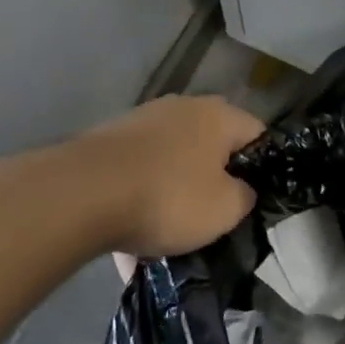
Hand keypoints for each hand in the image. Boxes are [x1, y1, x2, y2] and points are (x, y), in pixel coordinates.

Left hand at [61, 95, 262, 259]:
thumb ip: (245, 197)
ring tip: (168, 233)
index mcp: (220, 115)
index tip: (253, 201)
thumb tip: (241, 190)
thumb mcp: (225, 209)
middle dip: (214, 180)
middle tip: (214, 217)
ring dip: (175, 190)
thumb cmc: (169, 197)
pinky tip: (131, 237)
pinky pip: (138, 173)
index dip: (262, 168)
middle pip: (212, 146)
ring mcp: (143, 120)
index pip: (257, 135)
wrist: (82, 194)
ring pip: (173, 160)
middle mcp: (185, 107)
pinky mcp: (110, 140)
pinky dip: (140, 198)